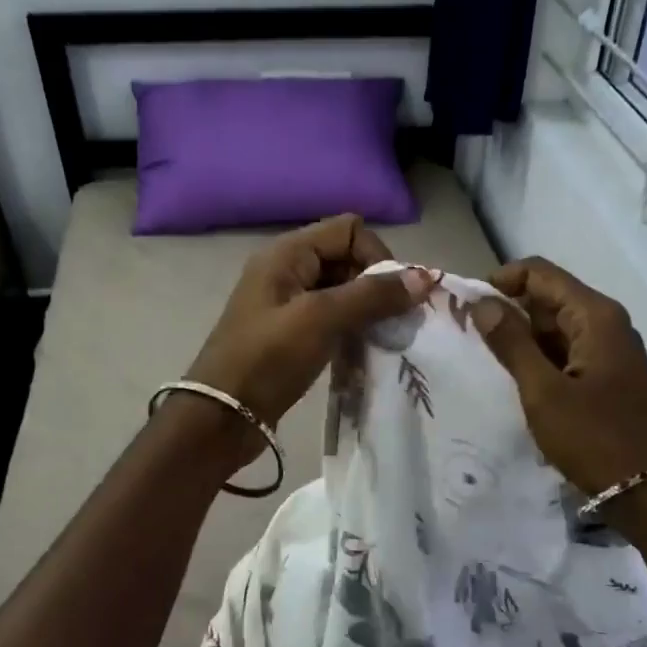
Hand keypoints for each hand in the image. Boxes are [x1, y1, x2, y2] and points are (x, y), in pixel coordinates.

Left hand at [180, 215, 435, 449]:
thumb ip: (372, 296)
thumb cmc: (267, 360)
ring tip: (385, 338)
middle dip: (376, 284)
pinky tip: (366, 350)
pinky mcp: (292, 333)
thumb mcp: (321, 320)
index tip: (390, 296)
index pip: (349, 230)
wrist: (222, 417)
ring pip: (343, 291)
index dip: (376, 256)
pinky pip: (334, 318)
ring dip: (368, 310)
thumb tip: (425, 277)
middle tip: (394, 321)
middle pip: (348, 258)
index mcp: (287, 253)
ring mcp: (288, 303)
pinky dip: (354, 329)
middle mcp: (288, 270)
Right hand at [474, 257, 646, 497]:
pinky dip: (540, 357)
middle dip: (509, 309)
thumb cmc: (594, 437)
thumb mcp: (543, 391)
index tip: (468, 305)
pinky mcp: (608, 375)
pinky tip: (517, 378)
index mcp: (595, 316)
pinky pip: (567, 351)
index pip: (540, 273)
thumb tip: (483, 303)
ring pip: (557, 326)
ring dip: (522, 336)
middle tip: (469, 334)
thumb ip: (511, 343)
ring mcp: (610, 350)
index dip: (501, 280)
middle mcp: (606, 323)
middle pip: (549, 296)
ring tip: (486, 358)